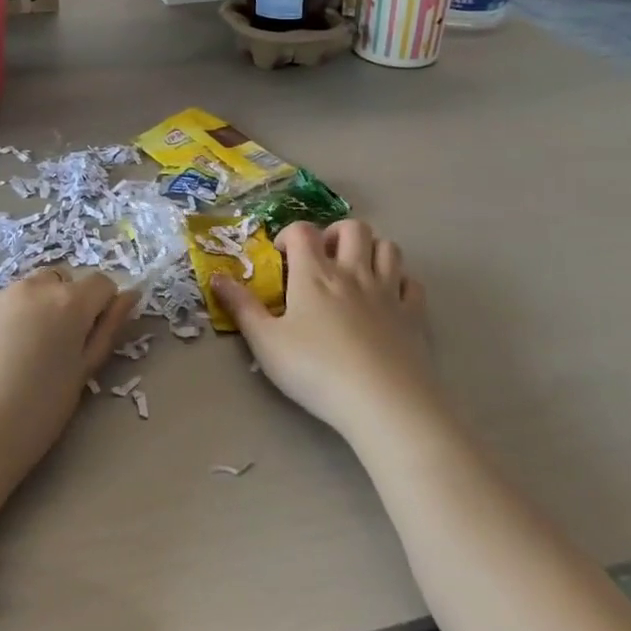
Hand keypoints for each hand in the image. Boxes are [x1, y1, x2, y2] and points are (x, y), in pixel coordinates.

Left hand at [0, 270, 136, 510]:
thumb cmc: (35, 416)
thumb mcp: (82, 375)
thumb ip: (108, 329)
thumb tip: (128, 295)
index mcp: (68, 302)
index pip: (101, 283)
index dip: (101, 307)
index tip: (89, 338)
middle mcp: (31, 287)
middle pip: (60, 281)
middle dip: (64, 303)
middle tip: (54, 348)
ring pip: (24, 292)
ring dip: (30, 310)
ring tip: (17, 356)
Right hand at [211, 221, 438, 442]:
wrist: (383, 403)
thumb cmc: (316, 371)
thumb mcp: (266, 343)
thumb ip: (241, 308)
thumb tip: (216, 277)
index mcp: (315, 274)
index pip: (303, 231)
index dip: (290, 235)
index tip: (283, 258)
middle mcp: (353, 272)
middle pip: (353, 227)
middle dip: (336, 233)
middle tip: (323, 258)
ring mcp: (388, 292)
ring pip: (388, 247)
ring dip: (371, 250)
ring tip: (356, 271)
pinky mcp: (414, 315)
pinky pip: (413, 283)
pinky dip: (401, 282)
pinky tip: (389, 298)